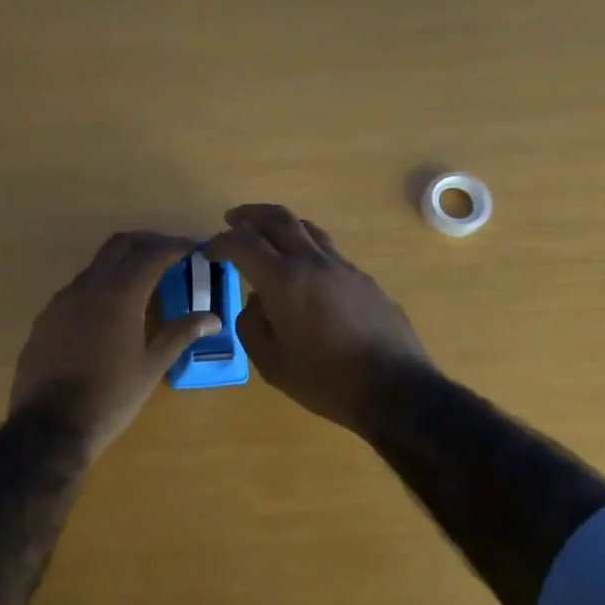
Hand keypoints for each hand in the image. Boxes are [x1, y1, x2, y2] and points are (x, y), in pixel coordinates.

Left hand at [10, 231, 221, 457]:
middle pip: (120, 246)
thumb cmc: (110, 398)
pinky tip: (109, 310)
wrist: (50, 425)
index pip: (152, 255)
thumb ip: (180, 334)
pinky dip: (100, 285)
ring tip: (143, 281)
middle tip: (170, 254)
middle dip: (147, 242)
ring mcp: (62, 300)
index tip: (194, 247)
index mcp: (120, 295)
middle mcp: (89, 287)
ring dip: (121, 263)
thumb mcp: (151, 367)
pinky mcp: (46, 317)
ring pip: (96, 265)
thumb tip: (213, 318)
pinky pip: (77, 288)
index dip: (176, 246)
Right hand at [207, 204, 430, 433]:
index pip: (243, 244)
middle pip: (278, 218)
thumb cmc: (325, 380)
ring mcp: (343, 267)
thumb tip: (256, 303)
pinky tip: (303, 272)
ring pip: (307, 229)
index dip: (220, 242)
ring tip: (267, 236)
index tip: (209, 251)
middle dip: (250, 215)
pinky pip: (328, 251)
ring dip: (281, 225)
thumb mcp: (271, 363)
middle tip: (232, 219)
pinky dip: (306, 248)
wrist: (395, 388)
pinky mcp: (364, 279)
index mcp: (284, 280)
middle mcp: (313, 262)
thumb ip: (252, 326)